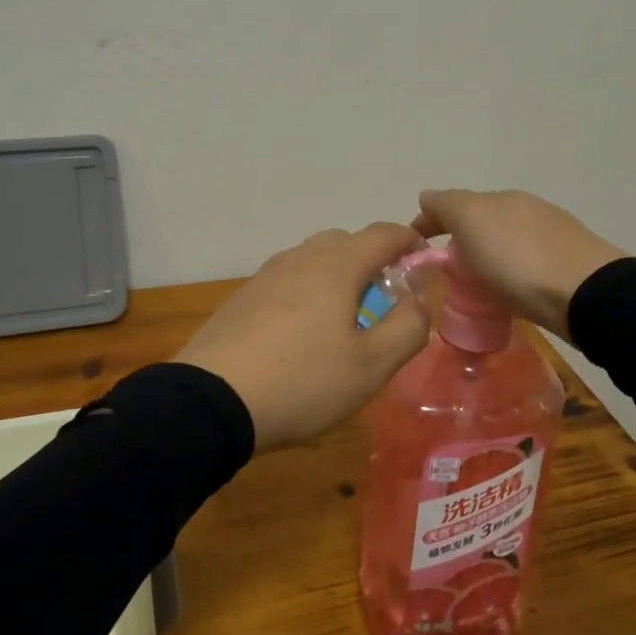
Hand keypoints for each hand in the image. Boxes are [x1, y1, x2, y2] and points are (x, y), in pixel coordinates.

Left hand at [177, 222, 432, 451]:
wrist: (212, 401)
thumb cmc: (303, 381)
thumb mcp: (372, 365)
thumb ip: (408, 326)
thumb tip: (417, 298)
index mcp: (336, 264)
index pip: (384, 233)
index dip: (410, 242)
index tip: (424, 264)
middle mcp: (300, 257)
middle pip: (347, 242)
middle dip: (373, 262)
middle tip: (385, 303)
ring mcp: (266, 275)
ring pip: (314, 261)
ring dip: (338, 278)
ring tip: (344, 323)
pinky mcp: (243, 297)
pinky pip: (288, 281)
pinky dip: (308, 293)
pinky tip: (302, 336)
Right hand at [411, 189, 627, 339]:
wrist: (586, 293)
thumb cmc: (517, 259)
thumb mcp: (470, 222)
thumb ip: (445, 205)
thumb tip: (427, 197)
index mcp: (498, 197)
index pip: (451, 203)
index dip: (428, 222)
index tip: (413, 249)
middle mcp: (524, 208)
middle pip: (480, 221)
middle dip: (459, 239)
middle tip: (444, 271)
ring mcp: (549, 234)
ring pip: (504, 241)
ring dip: (486, 256)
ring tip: (476, 286)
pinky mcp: (567, 263)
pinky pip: (525, 263)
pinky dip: (510, 271)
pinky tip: (510, 290)